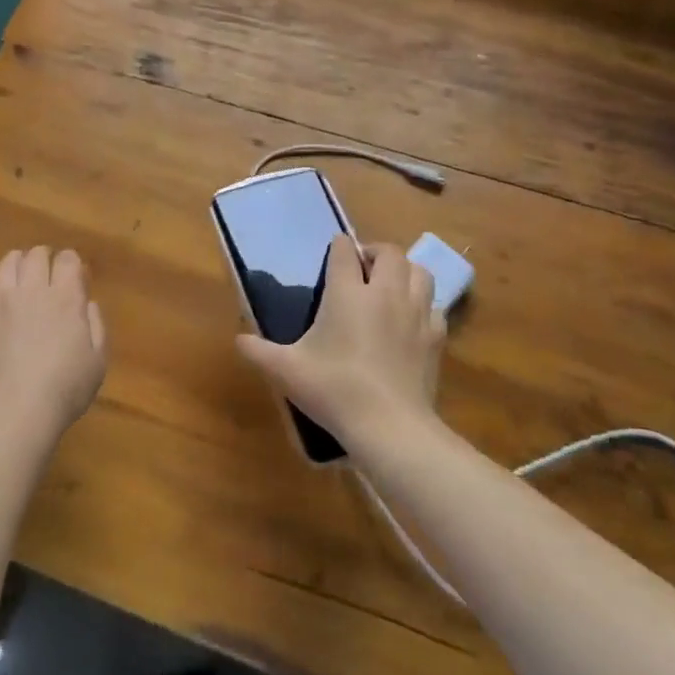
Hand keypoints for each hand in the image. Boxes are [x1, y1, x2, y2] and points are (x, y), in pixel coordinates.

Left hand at [0, 247, 107, 437]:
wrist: (13, 412)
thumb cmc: (64, 389)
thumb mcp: (97, 361)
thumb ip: (96, 326)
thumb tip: (87, 303)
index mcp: (65, 297)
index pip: (67, 259)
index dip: (71, 262)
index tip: (73, 273)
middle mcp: (31, 291)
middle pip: (35, 255)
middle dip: (43, 258)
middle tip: (46, 273)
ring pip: (5, 266)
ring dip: (15, 266)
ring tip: (18, 278)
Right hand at [237, 235, 443, 449]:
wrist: (389, 426)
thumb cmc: (334, 389)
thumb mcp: (286, 370)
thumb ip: (258, 351)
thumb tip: (239, 340)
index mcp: (348, 293)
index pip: (344, 251)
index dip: (338, 248)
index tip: (333, 254)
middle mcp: (385, 293)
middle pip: (390, 253)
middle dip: (375, 252)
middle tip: (362, 268)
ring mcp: (416, 313)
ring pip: (420, 272)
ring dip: (405, 271)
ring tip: (390, 285)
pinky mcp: (435, 337)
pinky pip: (434, 305)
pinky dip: (423, 304)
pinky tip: (410, 319)